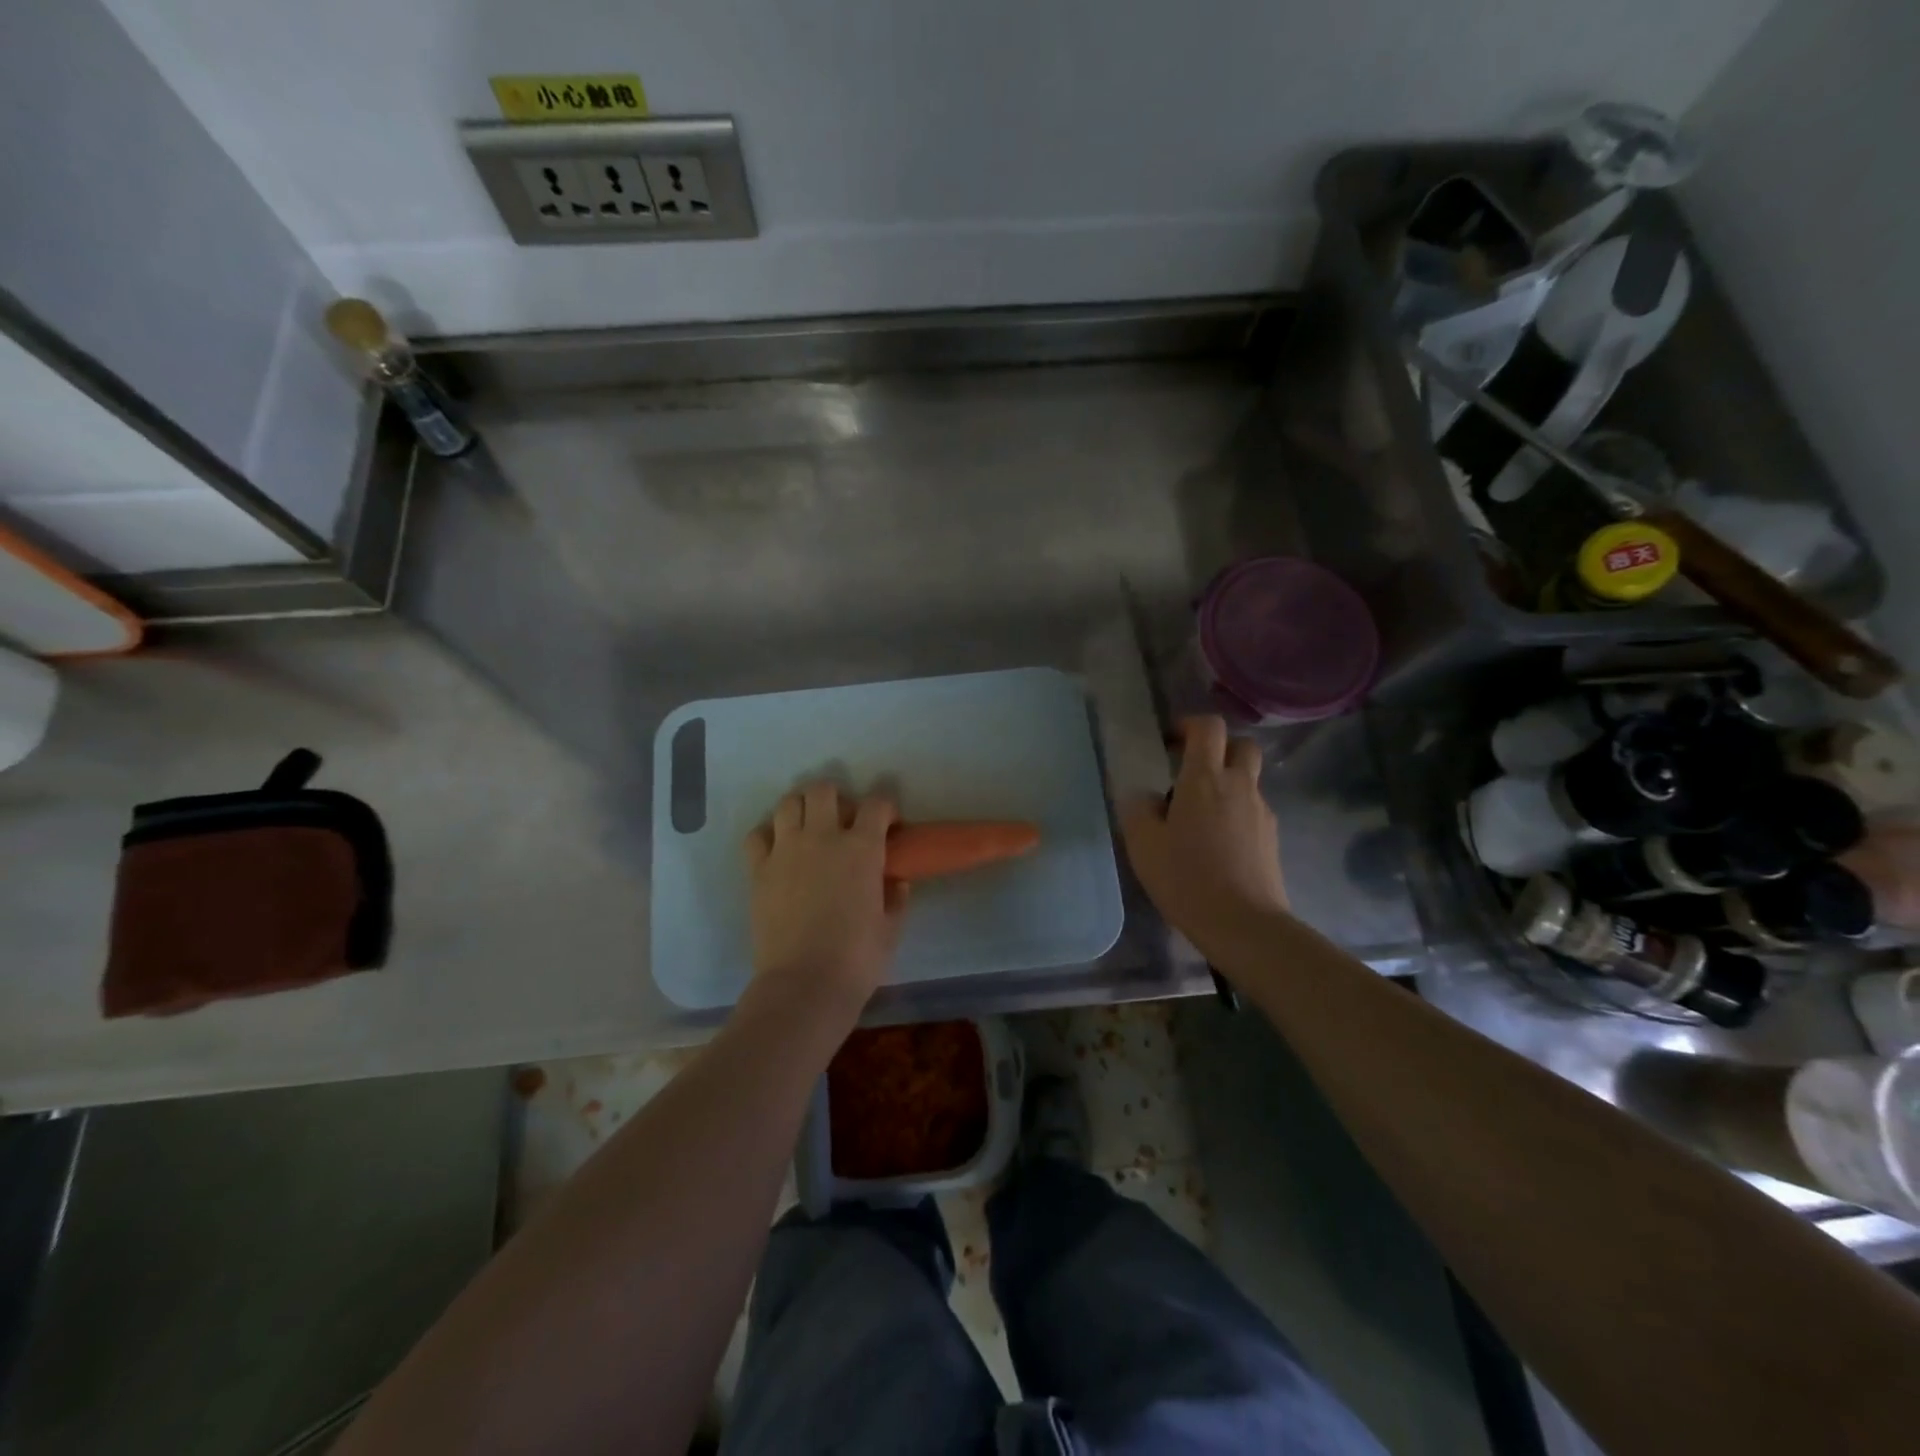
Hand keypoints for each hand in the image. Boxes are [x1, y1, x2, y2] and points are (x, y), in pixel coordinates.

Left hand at [743, 781, 906, 1011]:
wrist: (804, 984)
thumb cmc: (857, 958)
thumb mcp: (890, 928)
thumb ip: (895, 897)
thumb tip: (896, 881)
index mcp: (862, 848)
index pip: (877, 804)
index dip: (886, 808)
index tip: (889, 824)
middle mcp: (822, 837)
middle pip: (824, 790)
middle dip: (838, 797)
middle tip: (844, 820)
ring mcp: (786, 850)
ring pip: (789, 803)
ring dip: (802, 808)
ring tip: (809, 828)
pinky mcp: (759, 869)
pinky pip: (758, 835)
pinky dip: (769, 835)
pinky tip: (779, 850)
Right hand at [1121, 716, 1288, 949]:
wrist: (1244, 924)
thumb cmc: (1186, 878)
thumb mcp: (1143, 844)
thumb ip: (1139, 810)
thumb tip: (1146, 797)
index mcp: (1205, 778)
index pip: (1208, 727)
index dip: (1189, 725)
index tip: (1169, 743)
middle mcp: (1239, 786)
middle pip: (1241, 745)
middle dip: (1219, 749)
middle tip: (1192, 771)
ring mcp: (1261, 812)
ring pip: (1248, 780)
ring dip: (1227, 784)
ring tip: (1199, 818)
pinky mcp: (1272, 838)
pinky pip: (1253, 811)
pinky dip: (1236, 814)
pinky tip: (1217, 846)